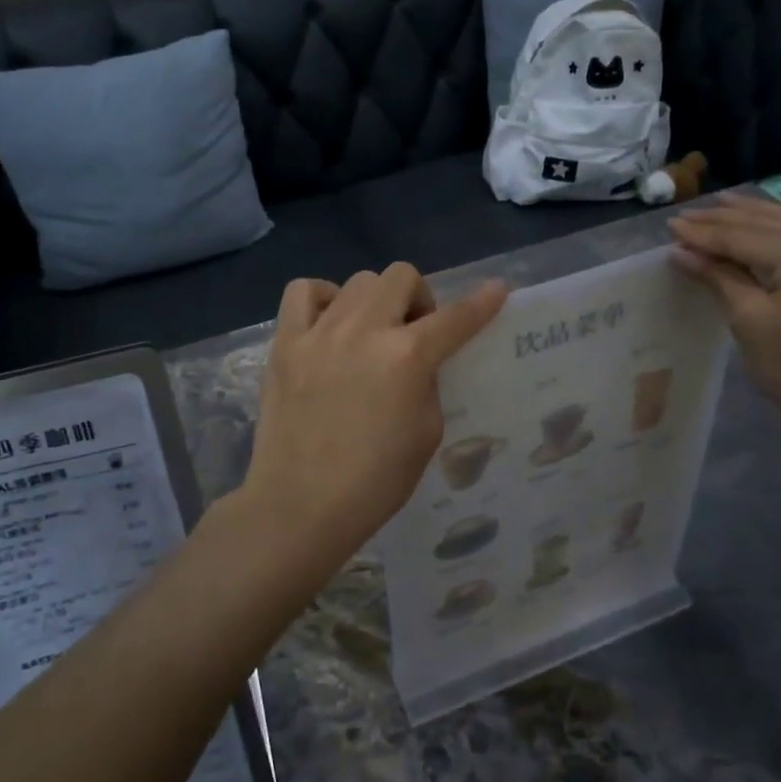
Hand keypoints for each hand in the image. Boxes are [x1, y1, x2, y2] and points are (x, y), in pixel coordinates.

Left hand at [238, 265, 508, 571]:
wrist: (300, 505)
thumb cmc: (374, 482)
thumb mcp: (426, 434)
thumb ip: (426, 383)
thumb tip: (417, 361)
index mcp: (407, 358)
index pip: (455, 318)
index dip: (481, 302)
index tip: (496, 290)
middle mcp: (364, 331)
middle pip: (401, 276)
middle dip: (418, 298)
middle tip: (413, 332)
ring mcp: (319, 332)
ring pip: (358, 280)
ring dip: (375, 300)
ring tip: (369, 332)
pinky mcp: (285, 342)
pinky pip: (303, 291)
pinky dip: (322, 298)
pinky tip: (328, 325)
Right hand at [669, 197, 780, 448]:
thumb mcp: (751, 322)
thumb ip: (719, 278)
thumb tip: (682, 251)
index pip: (743, 235)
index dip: (703, 232)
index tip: (670, 226)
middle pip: (769, 223)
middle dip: (726, 219)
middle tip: (688, 215)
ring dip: (754, 219)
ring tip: (722, 206)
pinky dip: (779, 235)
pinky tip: (764, 231)